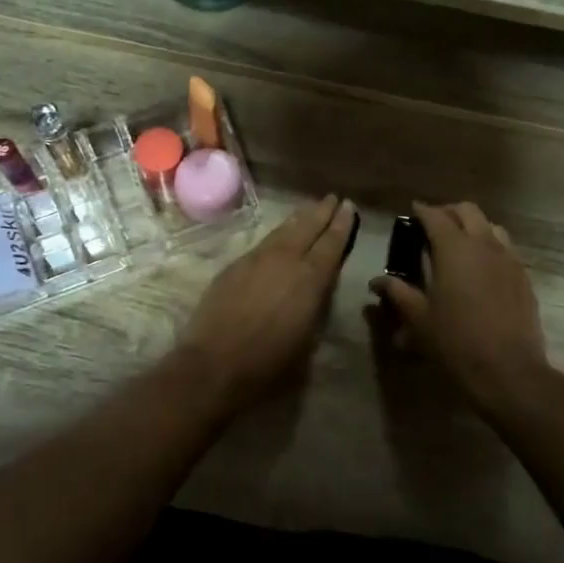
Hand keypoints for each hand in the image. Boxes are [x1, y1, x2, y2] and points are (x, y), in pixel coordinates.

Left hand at [175, 194, 357, 401]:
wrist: (214, 363)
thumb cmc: (269, 363)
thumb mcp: (308, 339)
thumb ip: (315, 307)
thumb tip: (317, 290)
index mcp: (310, 280)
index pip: (331, 244)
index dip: (342, 225)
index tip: (349, 207)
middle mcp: (285, 260)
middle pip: (307, 228)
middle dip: (322, 212)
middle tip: (333, 198)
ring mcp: (256, 260)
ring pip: (283, 231)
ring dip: (299, 218)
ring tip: (310, 209)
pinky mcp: (234, 266)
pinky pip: (263, 242)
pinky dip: (277, 234)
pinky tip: (279, 236)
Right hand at [370, 201, 548, 411]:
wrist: (508, 370)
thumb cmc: (455, 342)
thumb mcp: (419, 319)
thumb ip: (397, 293)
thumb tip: (376, 281)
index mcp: (454, 249)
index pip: (435, 216)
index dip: (422, 211)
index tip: (412, 211)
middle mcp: (484, 244)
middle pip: (467, 211)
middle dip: (448, 212)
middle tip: (433, 224)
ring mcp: (508, 259)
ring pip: (491, 226)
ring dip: (473, 226)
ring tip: (460, 242)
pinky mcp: (524, 276)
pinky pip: (507, 248)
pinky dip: (491, 246)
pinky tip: (482, 266)